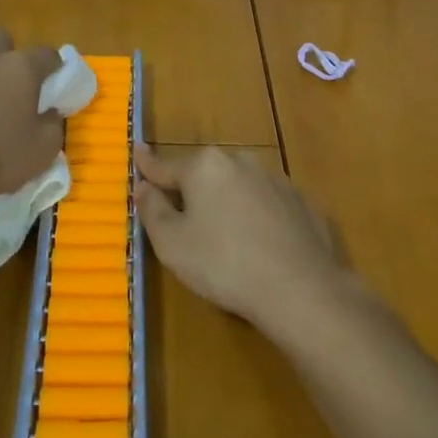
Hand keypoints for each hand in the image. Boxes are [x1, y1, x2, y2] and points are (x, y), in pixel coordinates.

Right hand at [134, 145, 349, 333]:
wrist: (299, 287)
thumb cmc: (224, 263)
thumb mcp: (172, 244)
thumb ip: (153, 210)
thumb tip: (143, 186)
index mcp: (204, 166)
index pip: (166, 165)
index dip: (148, 165)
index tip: (136, 150)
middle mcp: (240, 161)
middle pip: (204, 174)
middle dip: (191, 189)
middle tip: (181, 217)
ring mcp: (275, 179)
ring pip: (237, 186)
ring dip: (225, 202)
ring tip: (223, 236)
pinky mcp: (300, 202)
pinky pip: (266, 204)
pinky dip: (256, 216)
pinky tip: (257, 244)